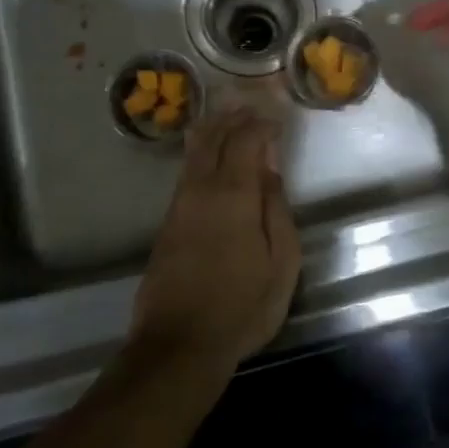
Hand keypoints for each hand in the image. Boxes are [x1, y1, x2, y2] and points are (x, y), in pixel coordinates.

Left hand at [129, 109, 300, 374]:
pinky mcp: (168, 223)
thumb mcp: (280, 262)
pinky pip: (187, 171)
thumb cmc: (242, 306)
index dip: (262, 121)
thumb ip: (276, 209)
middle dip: (235, 116)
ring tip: (229, 114)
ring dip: (214, 129)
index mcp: (232, 194)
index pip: (246, 139)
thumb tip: (270, 170)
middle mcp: (201, 190)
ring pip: (195, 152)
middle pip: (215, 138)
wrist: (179, 345)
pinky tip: (206, 152)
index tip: (278, 114)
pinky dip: (201, 151)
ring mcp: (179, 205)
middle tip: (253, 103)